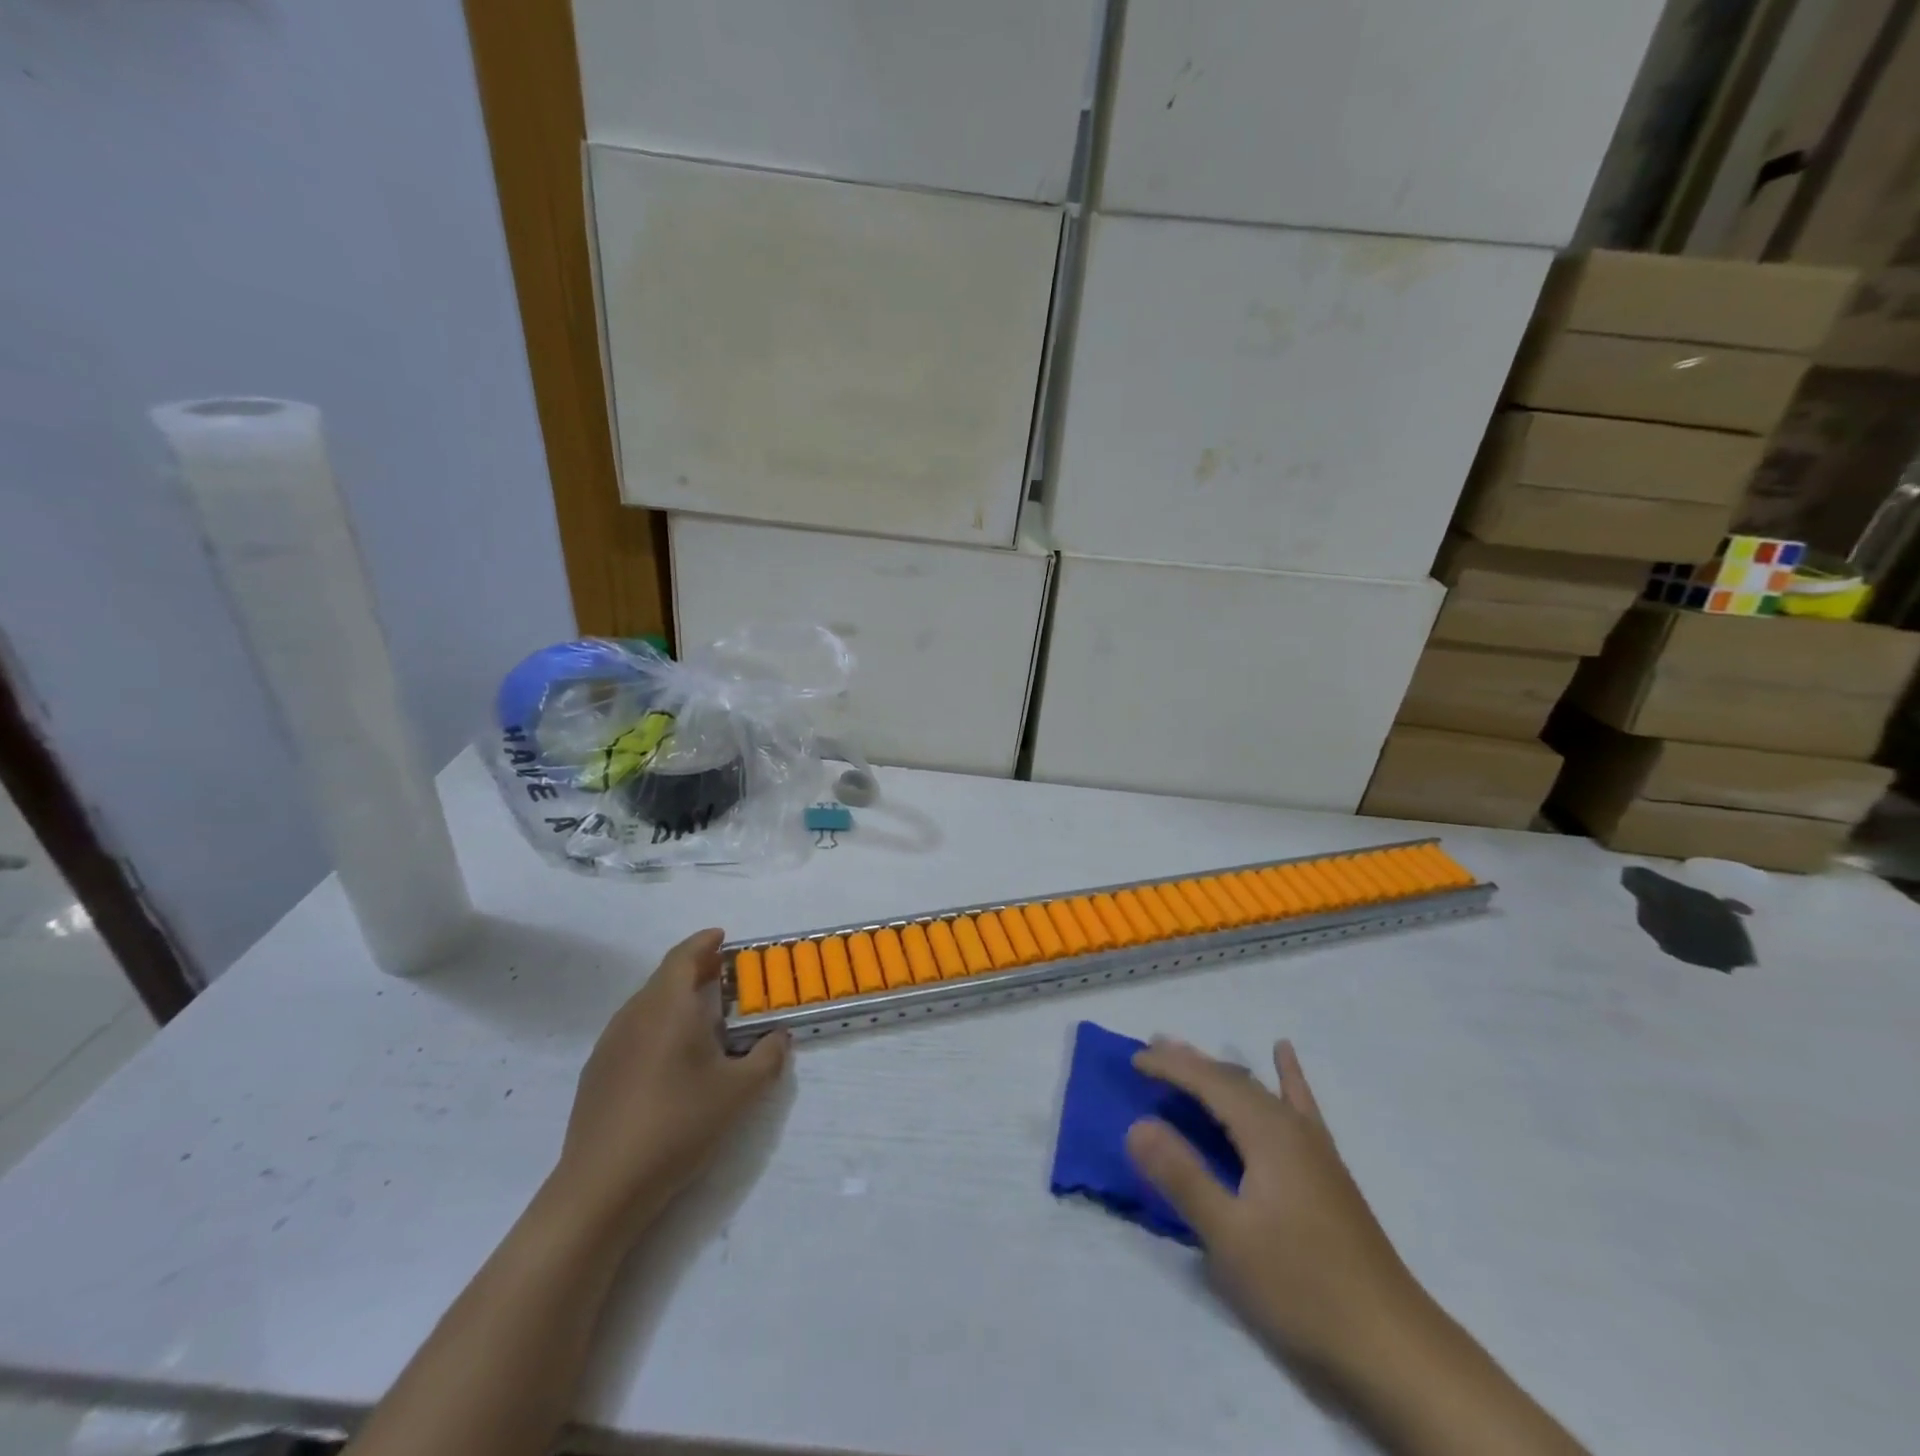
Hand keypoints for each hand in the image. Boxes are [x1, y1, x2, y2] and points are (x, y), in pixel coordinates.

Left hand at [551, 929, 788, 1239]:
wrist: (602, 1186)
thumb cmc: (678, 1124)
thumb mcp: (739, 1092)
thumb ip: (767, 1057)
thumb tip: (779, 1036)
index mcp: (667, 1006)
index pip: (684, 956)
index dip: (704, 943)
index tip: (723, 937)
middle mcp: (634, 1014)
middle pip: (664, 978)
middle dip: (695, 971)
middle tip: (724, 976)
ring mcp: (609, 1044)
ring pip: (647, 1006)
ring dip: (675, 1000)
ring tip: (704, 1018)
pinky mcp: (597, 1074)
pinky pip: (633, 1032)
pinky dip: (657, 1027)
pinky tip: (672, 1059)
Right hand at [1126, 1039, 1418, 1378]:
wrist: (1393, 1345)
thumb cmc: (1302, 1287)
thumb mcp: (1229, 1236)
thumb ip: (1182, 1176)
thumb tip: (1137, 1124)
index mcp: (1267, 1133)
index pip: (1208, 1082)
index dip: (1169, 1067)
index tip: (1133, 1061)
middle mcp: (1291, 1127)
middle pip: (1232, 1079)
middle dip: (1190, 1062)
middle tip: (1151, 1050)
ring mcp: (1313, 1147)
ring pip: (1259, 1090)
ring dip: (1221, 1070)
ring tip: (1192, 1054)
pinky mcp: (1326, 1169)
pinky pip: (1299, 1105)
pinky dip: (1287, 1076)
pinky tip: (1284, 1054)